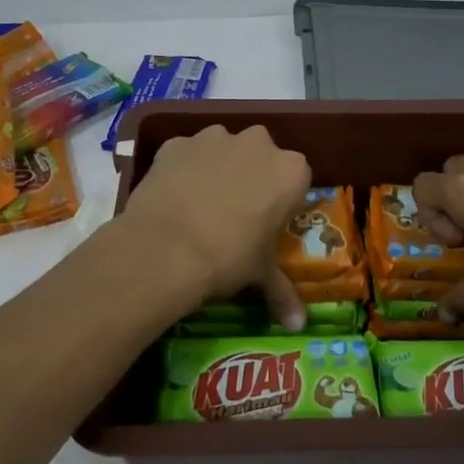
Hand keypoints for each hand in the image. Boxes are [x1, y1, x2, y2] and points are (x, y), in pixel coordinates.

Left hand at [120, 124, 313, 328]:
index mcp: (290, 171)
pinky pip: (185, 154)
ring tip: (200, 205)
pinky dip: (182, 169)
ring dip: (217, 168)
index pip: (295, 180)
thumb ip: (282, 292)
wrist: (166, 248)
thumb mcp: (259, 275)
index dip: (280, 201)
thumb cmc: (228, 258)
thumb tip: (298, 326)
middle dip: (251, 177)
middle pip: (260, 156)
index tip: (266, 222)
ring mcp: (214, 138)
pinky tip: (173, 197)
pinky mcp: (176, 142)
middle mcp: (258, 143)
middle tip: (235, 213)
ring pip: (222, 149)